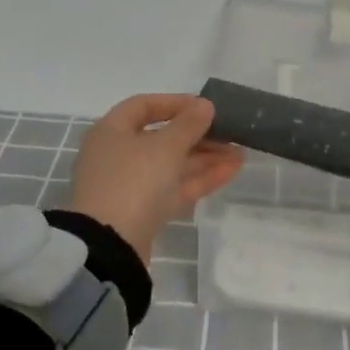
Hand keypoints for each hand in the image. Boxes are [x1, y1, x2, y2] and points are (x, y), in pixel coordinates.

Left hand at [69, 94, 244, 261]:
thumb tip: (205, 105)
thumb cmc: (133, 181)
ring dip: (205, 157)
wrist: (110, 246)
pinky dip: (200, 178)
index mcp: (112, 131)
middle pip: (161, 137)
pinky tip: (231, 170)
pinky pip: (174, 187)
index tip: (205, 107)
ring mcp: (130, 185)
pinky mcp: (143, 211)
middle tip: (229, 133)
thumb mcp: (165, 147)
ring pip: (171, 164)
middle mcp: (117, 155)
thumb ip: (188, 124)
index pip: (143, 106)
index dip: (175, 103)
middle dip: (198, 135)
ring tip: (240, 152)